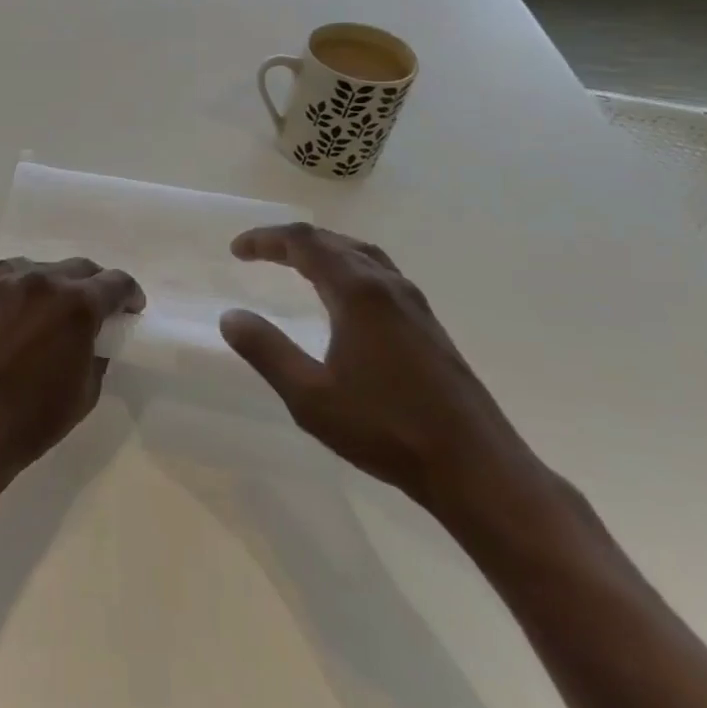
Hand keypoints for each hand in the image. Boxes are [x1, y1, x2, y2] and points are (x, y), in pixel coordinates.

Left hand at [0, 256, 143, 490]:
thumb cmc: (33, 418)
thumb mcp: (86, 391)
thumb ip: (96, 352)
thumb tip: (94, 337)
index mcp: (77, 304)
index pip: (116, 283)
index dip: (129, 295)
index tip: (130, 309)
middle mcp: (43, 280)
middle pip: (80, 268)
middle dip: (95, 286)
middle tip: (95, 310)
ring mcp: (5, 281)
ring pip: (42, 268)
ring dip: (56, 284)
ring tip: (53, 309)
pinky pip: (9, 276)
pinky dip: (23, 287)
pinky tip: (20, 309)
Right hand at [219, 224, 528, 513]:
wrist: (476, 468)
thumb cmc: (386, 428)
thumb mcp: (310, 396)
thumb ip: (266, 350)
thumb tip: (231, 316)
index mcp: (358, 292)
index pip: (304, 244)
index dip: (266, 239)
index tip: (236, 250)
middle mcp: (388, 286)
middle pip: (335, 241)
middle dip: (292, 241)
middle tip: (259, 252)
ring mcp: (415, 305)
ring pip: (363, 256)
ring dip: (325, 250)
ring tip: (297, 263)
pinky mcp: (429, 326)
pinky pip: (381, 275)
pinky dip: (349, 268)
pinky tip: (345, 299)